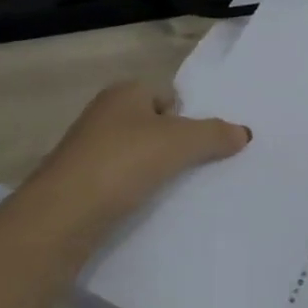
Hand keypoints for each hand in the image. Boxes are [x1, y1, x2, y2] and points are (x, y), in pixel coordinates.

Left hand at [33, 80, 250, 222]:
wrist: (62, 215)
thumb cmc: (124, 161)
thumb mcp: (182, 142)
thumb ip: (216, 134)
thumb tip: (244, 133)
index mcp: (124, 93)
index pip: (167, 95)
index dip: (187, 116)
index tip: (202, 143)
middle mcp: (103, 115)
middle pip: (153, 125)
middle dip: (174, 143)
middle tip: (199, 166)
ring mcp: (87, 151)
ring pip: (136, 154)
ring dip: (155, 169)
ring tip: (178, 189)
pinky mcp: (79, 185)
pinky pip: (121, 181)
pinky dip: (136, 190)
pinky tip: (150, 206)